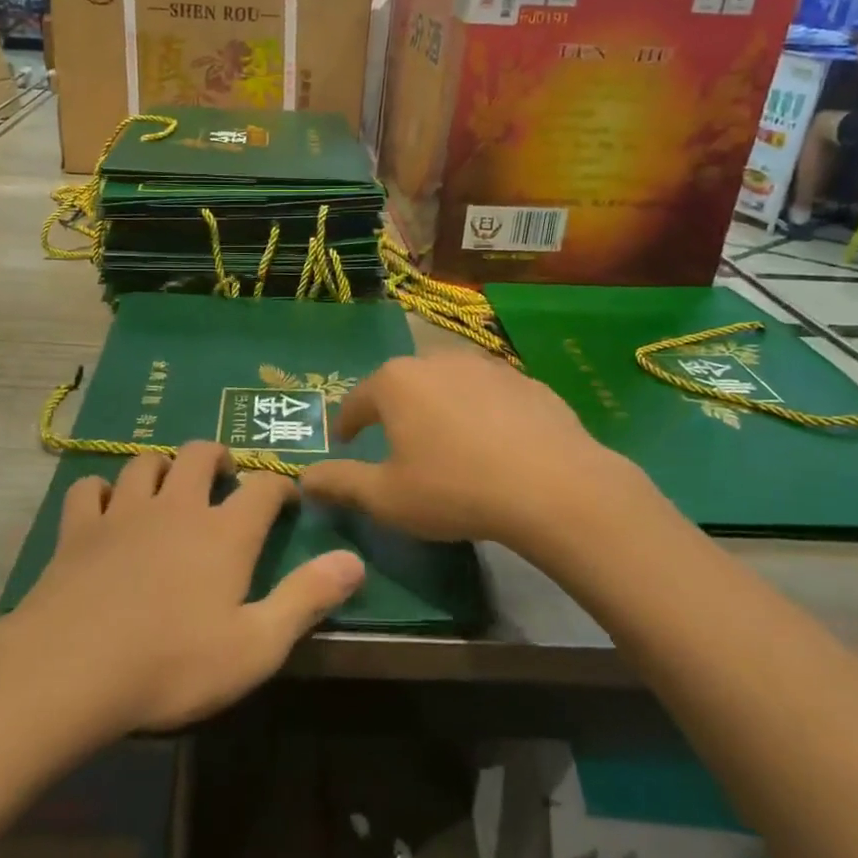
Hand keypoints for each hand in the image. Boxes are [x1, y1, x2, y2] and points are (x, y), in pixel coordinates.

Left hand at [12, 443, 363, 732]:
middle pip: (200, 454)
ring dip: (162, 467)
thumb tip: (354, 560)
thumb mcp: (256, 646)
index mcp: (224, 533)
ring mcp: (123, 513)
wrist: (71, 671)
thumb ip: (307, 598)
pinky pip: (89, 489)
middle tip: (223, 479)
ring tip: (169, 488)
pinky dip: (100, 491)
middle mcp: (177, 507)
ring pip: (145, 463)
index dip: (279, 487)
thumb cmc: (173, 664)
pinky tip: (104, 507)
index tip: (286, 499)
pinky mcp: (78, 529)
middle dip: (218, 458)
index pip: (263, 487)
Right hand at [301, 352, 641, 553]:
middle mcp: (436, 360)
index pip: (357, 400)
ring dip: (439, 406)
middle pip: (403, 384)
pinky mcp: (526, 380)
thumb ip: (341, 483)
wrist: (553, 487)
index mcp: (395, 382)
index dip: (348, 424)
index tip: (348, 442)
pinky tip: (493, 443)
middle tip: (397, 442)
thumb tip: (304, 479)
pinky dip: (481, 412)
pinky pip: (489, 394)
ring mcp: (486, 365)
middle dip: (394, 410)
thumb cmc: (454, 489)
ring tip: (446, 440)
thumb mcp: (387, 497)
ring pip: (448, 383)